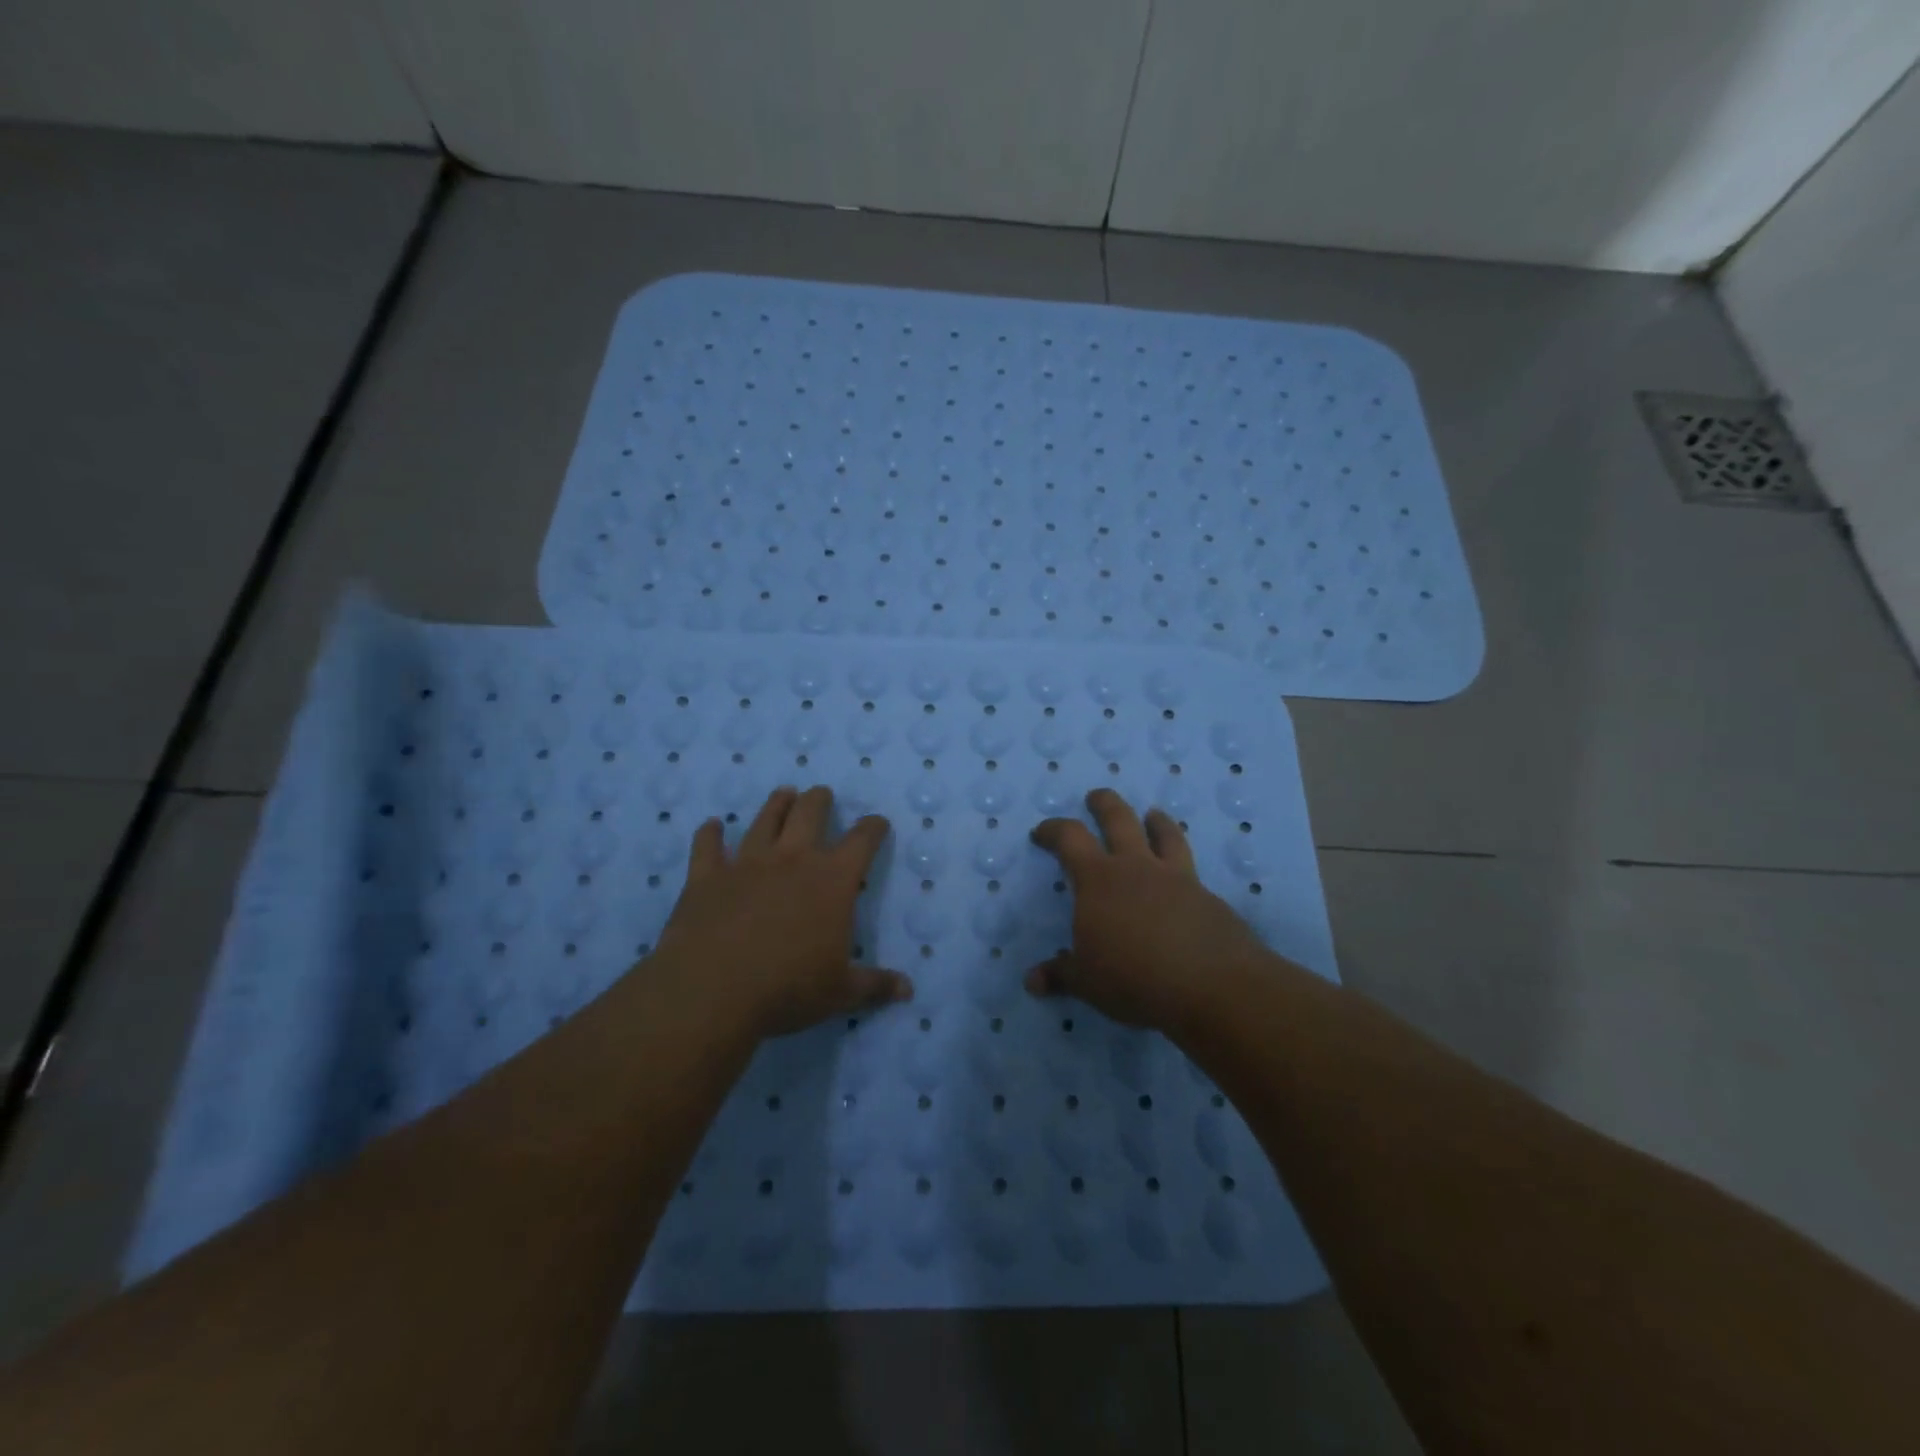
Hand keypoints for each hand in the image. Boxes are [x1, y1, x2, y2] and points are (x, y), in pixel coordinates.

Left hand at [651, 786, 912, 1038]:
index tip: (877, 823)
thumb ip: (874, 985)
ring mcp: (746, 863)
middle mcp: (792, 859)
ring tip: (784, 794)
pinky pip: (707, 845)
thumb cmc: (787, 989)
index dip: (873, 828)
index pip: (862, 840)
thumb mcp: (840, 992)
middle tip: (821, 795)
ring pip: (764, 819)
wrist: (712, 991)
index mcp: (832, 880)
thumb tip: (907, 990)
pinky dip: (710, 833)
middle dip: (819, 800)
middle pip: (809, 813)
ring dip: (776, 804)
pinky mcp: (707, 876)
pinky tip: (712, 825)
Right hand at [1027, 788, 1274, 1034]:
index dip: (1053, 830)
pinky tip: (1182, 881)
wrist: (1211, 985)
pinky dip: (1181, 864)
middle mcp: (1136, 867)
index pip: (1070, 839)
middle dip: (1104, 804)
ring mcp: (1176, 878)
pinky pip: (1190, 868)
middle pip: (1119, 819)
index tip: (1042, 832)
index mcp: (1098, 880)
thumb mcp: (1087, 982)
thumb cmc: (1134, 978)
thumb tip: (1032, 981)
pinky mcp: (1207, 896)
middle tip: (1096, 797)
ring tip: (1153, 814)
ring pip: (1165, 834)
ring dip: (1156, 821)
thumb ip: (1060, 975)